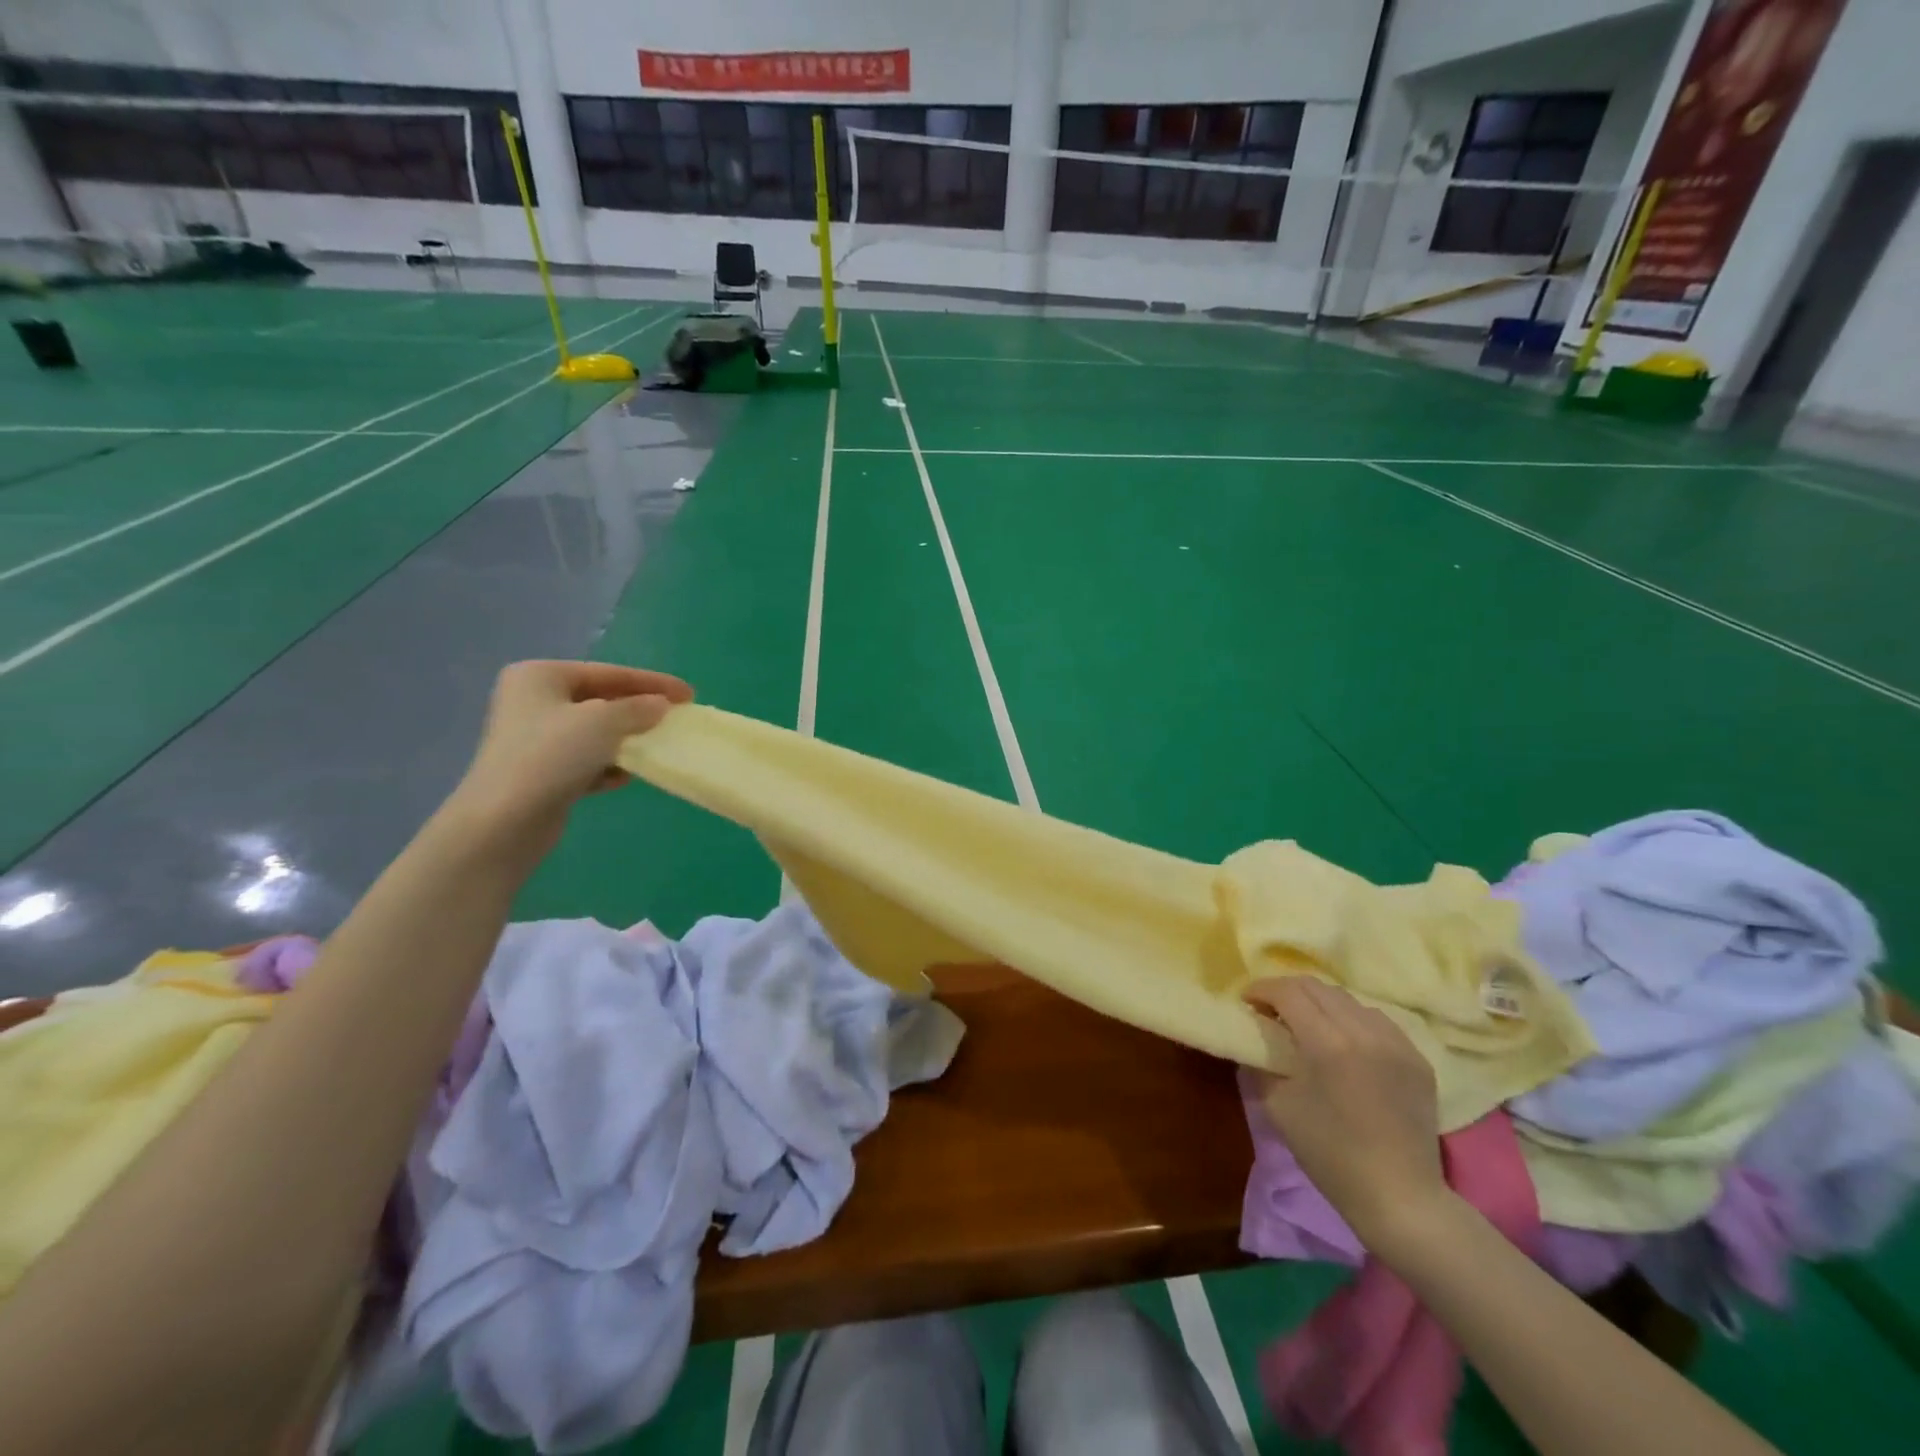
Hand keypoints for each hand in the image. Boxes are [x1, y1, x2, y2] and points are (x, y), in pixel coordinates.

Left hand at [450, 660, 692, 851]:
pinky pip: (585, 760)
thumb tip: (661, 706)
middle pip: (601, 700)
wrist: (504, 821)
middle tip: (675, 719)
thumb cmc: (552, 756)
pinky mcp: (539, 773)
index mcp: (540, 676)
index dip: (653, 682)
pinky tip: (624, 778)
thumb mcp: (604, 722)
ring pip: (594, 732)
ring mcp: (534, 739)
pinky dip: (607, 766)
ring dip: (626, 740)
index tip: (689, 694)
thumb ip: (638, 708)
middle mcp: (533, 701)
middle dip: (638, 711)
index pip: (609, 672)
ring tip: (656, 748)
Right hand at [1243, 977, 1447, 1252]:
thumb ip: (1263, 1062)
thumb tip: (1257, 1038)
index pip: (1289, 993)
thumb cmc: (1331, 1155)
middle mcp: (1365, 1032)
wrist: (1401, 1198)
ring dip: (1320, 1002)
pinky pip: (1377, 1020)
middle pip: (1318, 988)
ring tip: (1306, 1021)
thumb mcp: (1279, 1106)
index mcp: (1328, 1043)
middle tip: (1269, 1007)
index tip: (1246, 1000)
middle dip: (1287, 990)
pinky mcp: (1417, 1058)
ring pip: (1349, 1000)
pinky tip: (1343, 1040)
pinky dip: (1351, 1019)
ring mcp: (1397, 1043)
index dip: (1262, 989)